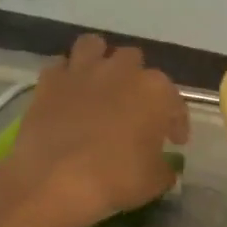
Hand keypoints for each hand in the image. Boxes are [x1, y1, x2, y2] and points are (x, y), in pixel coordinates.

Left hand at [0, 34, 189, 226]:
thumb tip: (164, 166)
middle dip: (137, 81)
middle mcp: (122, 71)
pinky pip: (60, 66)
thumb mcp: (155, 181)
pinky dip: (66, 76)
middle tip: (135, 110)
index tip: (175, 141)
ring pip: (94, 46)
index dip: (177, 122)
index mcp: (156, 92)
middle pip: (135, 61)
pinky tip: (69, 95)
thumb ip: (164, 167)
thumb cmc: (116, 179)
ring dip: (100, 60)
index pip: (175, 102)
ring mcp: (83, 72)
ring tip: (100, 84)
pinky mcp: (50, 82)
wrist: (55, 180)